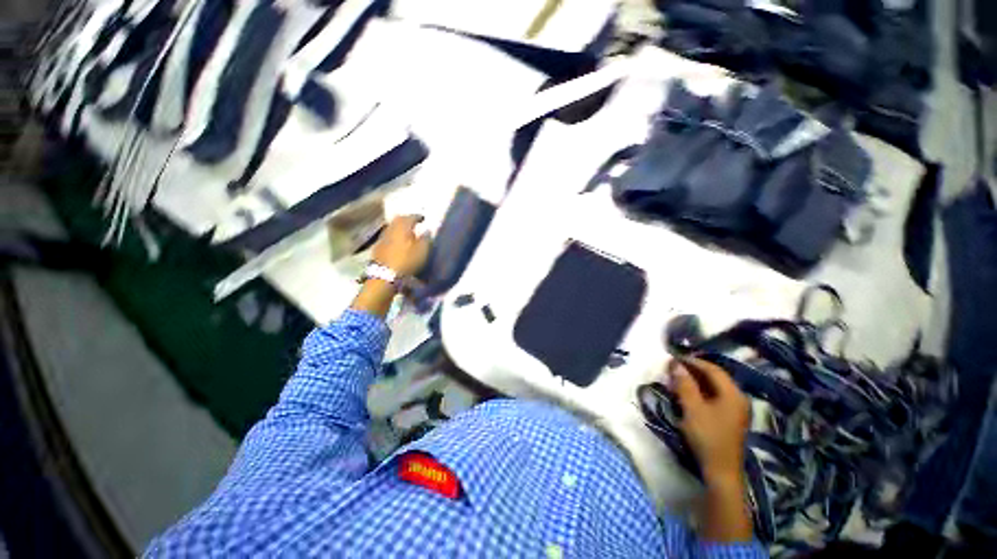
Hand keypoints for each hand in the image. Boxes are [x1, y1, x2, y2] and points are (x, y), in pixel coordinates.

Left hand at [373, 215, 431, 276]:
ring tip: (406, 234)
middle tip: (413, 223)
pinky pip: (387, 238)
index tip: (423, 218)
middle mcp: (390, 229)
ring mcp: (382, 238)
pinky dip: (393, 238)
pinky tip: (397, 243)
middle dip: (406, 220)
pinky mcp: (377, 248)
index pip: (410, 217)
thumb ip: (426, 239)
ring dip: (398, 229)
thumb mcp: (422, 251)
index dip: (417, 217)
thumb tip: (427, 230)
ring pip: (391, 228)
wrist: (385, 275)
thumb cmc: (407, 261)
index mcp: (402, 227)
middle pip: (398, 220)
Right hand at [671, 357, 749, 483]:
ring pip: (715, 387)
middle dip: (694, 370)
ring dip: (696, 381)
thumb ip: (684, 384)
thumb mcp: (692, 408)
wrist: (721, 470)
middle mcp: (738, 398)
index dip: (693, 361)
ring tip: (678, 379)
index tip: (675, 358)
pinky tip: (688, 394)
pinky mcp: (731, 419)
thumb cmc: (707, 436)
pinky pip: (715, 397)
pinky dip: (701, 392)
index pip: (713, 369)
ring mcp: (736, 410)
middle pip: (715, 377)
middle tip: (674, 368)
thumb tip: (675, 363)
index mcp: (733, 394)